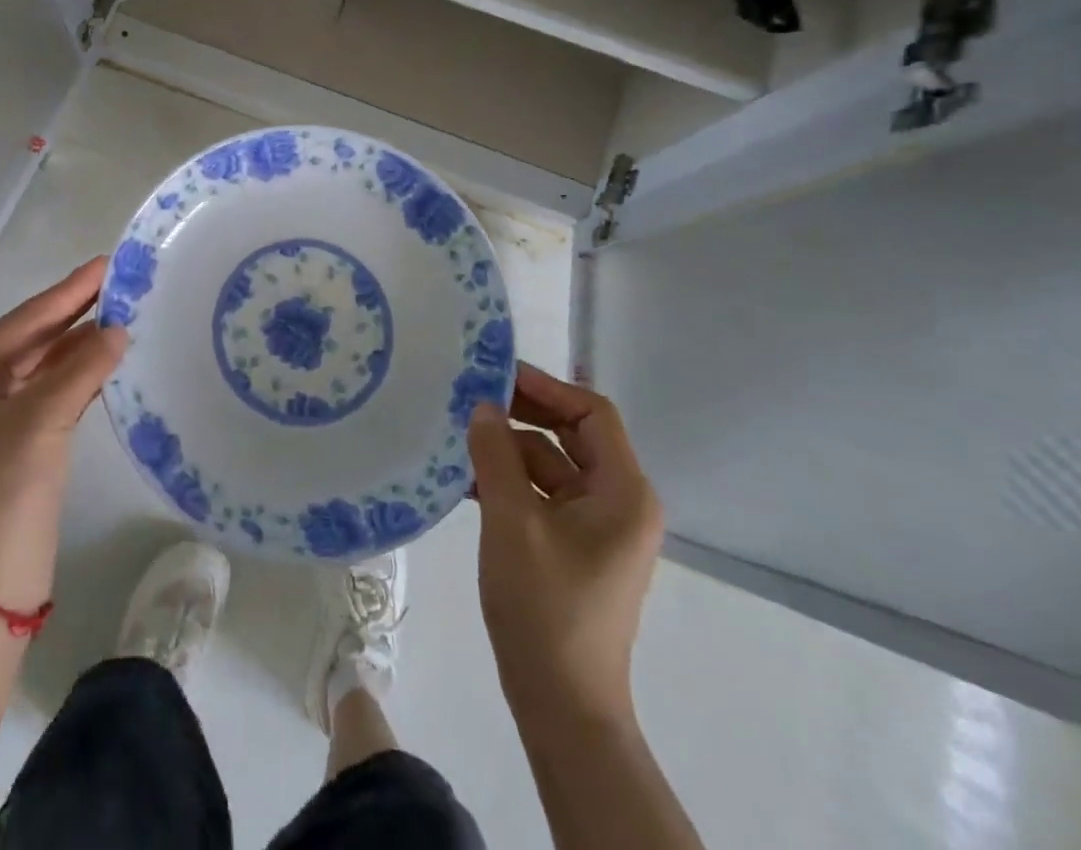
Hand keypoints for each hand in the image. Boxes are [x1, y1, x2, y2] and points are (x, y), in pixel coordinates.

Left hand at [0, 258, 127, 610]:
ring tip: (123, 314)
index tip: (106, 264)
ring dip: (79, 344)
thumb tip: (119, 330)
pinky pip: (50, 393)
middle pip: (31, 339)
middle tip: (120, 283)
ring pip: (42, 366)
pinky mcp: (14, 443)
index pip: (24, 321)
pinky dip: (78, 375)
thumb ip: (83, 368)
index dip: (68, 292)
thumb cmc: (2, 490)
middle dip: (75, 313)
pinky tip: (107, 359)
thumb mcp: (42, 420)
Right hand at [467, 364, 662, 725]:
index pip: (593, 414)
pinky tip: (464, 477)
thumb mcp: (512, 520)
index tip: (497, 374)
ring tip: (457, 434)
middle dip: (523, 414)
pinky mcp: (573, 547)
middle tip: (470, 396)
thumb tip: (482, 405)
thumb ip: (496, 454)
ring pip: (551, 465)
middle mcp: (619, 502)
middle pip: (571, 436)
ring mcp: (596, 527)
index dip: (547, 388)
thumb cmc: (544, 606)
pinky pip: (542, 495)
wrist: (561, 705)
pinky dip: (508, 481)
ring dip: (508, 449)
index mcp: (623, 492)